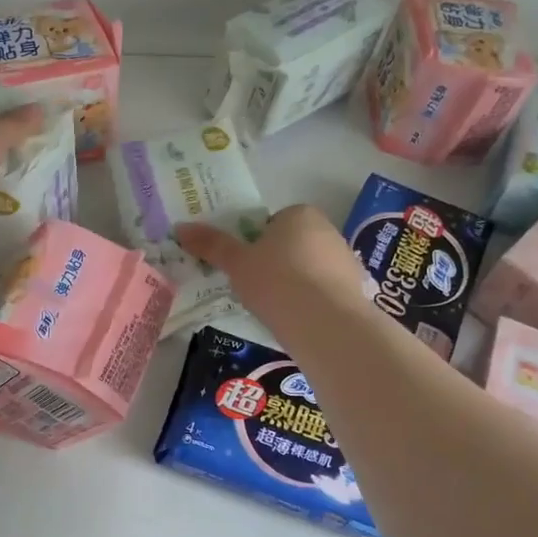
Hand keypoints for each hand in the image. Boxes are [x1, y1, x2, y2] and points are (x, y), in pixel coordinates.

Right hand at [176, 206, 373, 328]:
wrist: (326, 322)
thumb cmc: (276, 281)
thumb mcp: (236, 263)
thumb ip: (211, 245)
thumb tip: (181, 227)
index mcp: (299, 214)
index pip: (271, 223)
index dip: (255, 244)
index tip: (245, 267)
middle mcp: (327, 229)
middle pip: (292, 244)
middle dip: (276, 263)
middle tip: (255, 288)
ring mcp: (346, 259)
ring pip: (310, 268)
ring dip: (295, 283)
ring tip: (276, 309)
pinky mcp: (356, 289)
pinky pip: (325, 291)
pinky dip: (312, 302)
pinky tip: (299, 320)